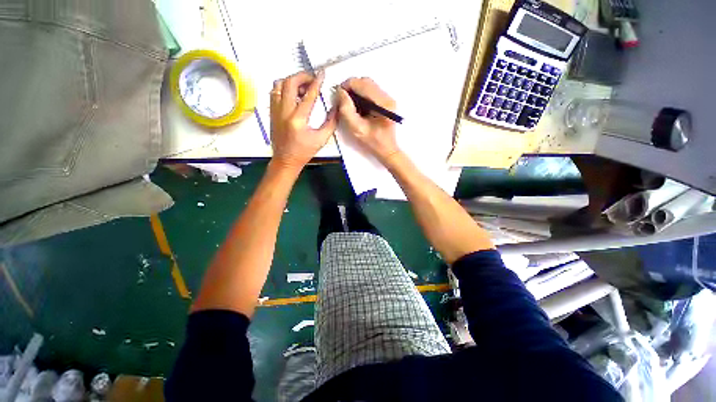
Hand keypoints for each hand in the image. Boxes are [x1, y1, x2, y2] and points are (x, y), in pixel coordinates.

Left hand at [270, 71, 337, 170]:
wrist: (285, 160)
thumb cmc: (304, 151)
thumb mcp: (321, 139)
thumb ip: (330, 123)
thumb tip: (336, 108)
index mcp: (298, 119)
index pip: (309, 95)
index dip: (316, 82)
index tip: (322, 73)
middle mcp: (284, 111)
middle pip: (290, 83)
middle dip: (302, 76)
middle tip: (312, 78)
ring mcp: (275, 110)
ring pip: (279, 84)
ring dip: (292, 80)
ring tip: (302, 86)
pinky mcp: (271, 112)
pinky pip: (274, 92)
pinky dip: (284, 87)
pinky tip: (293, 93)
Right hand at [336, 77, 399, 162]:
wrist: (386, 149)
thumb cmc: (373, 142)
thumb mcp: (356, 129)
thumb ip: (347, 110)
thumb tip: (340, 92)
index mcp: (382, 103)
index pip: (362, 83)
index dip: (347, 86)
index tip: (338, 94)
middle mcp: (387, 97)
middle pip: (365, 82)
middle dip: (351, 88)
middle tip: (342, 100)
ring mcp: (387, 99)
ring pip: (367, 86)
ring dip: (356, 92)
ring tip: (349, 105)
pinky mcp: (385, 102)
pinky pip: (370, 92)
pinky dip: (361, 96)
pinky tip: (357, 107)